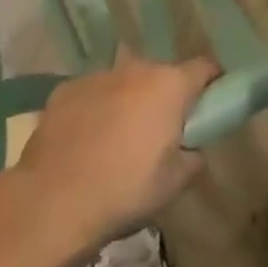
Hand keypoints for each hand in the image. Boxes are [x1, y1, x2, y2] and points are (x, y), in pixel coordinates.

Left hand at [8, 50, 219, 254]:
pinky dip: (97, 109)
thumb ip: (193, 156)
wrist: (54, 198)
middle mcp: (136, 68)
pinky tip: (87, 142)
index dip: (212, 83)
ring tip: (119, 140)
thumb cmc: (126, 189)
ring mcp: (98, 75)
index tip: (211, 103)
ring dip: (129, 102)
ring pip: (125, 83)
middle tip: (161, 132)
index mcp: (169, 85)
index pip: (205, 68)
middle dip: (165, 97)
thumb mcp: (175, 183)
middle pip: (162, 75)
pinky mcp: (66, 89)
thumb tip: (192, 146)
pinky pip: (93, 94)